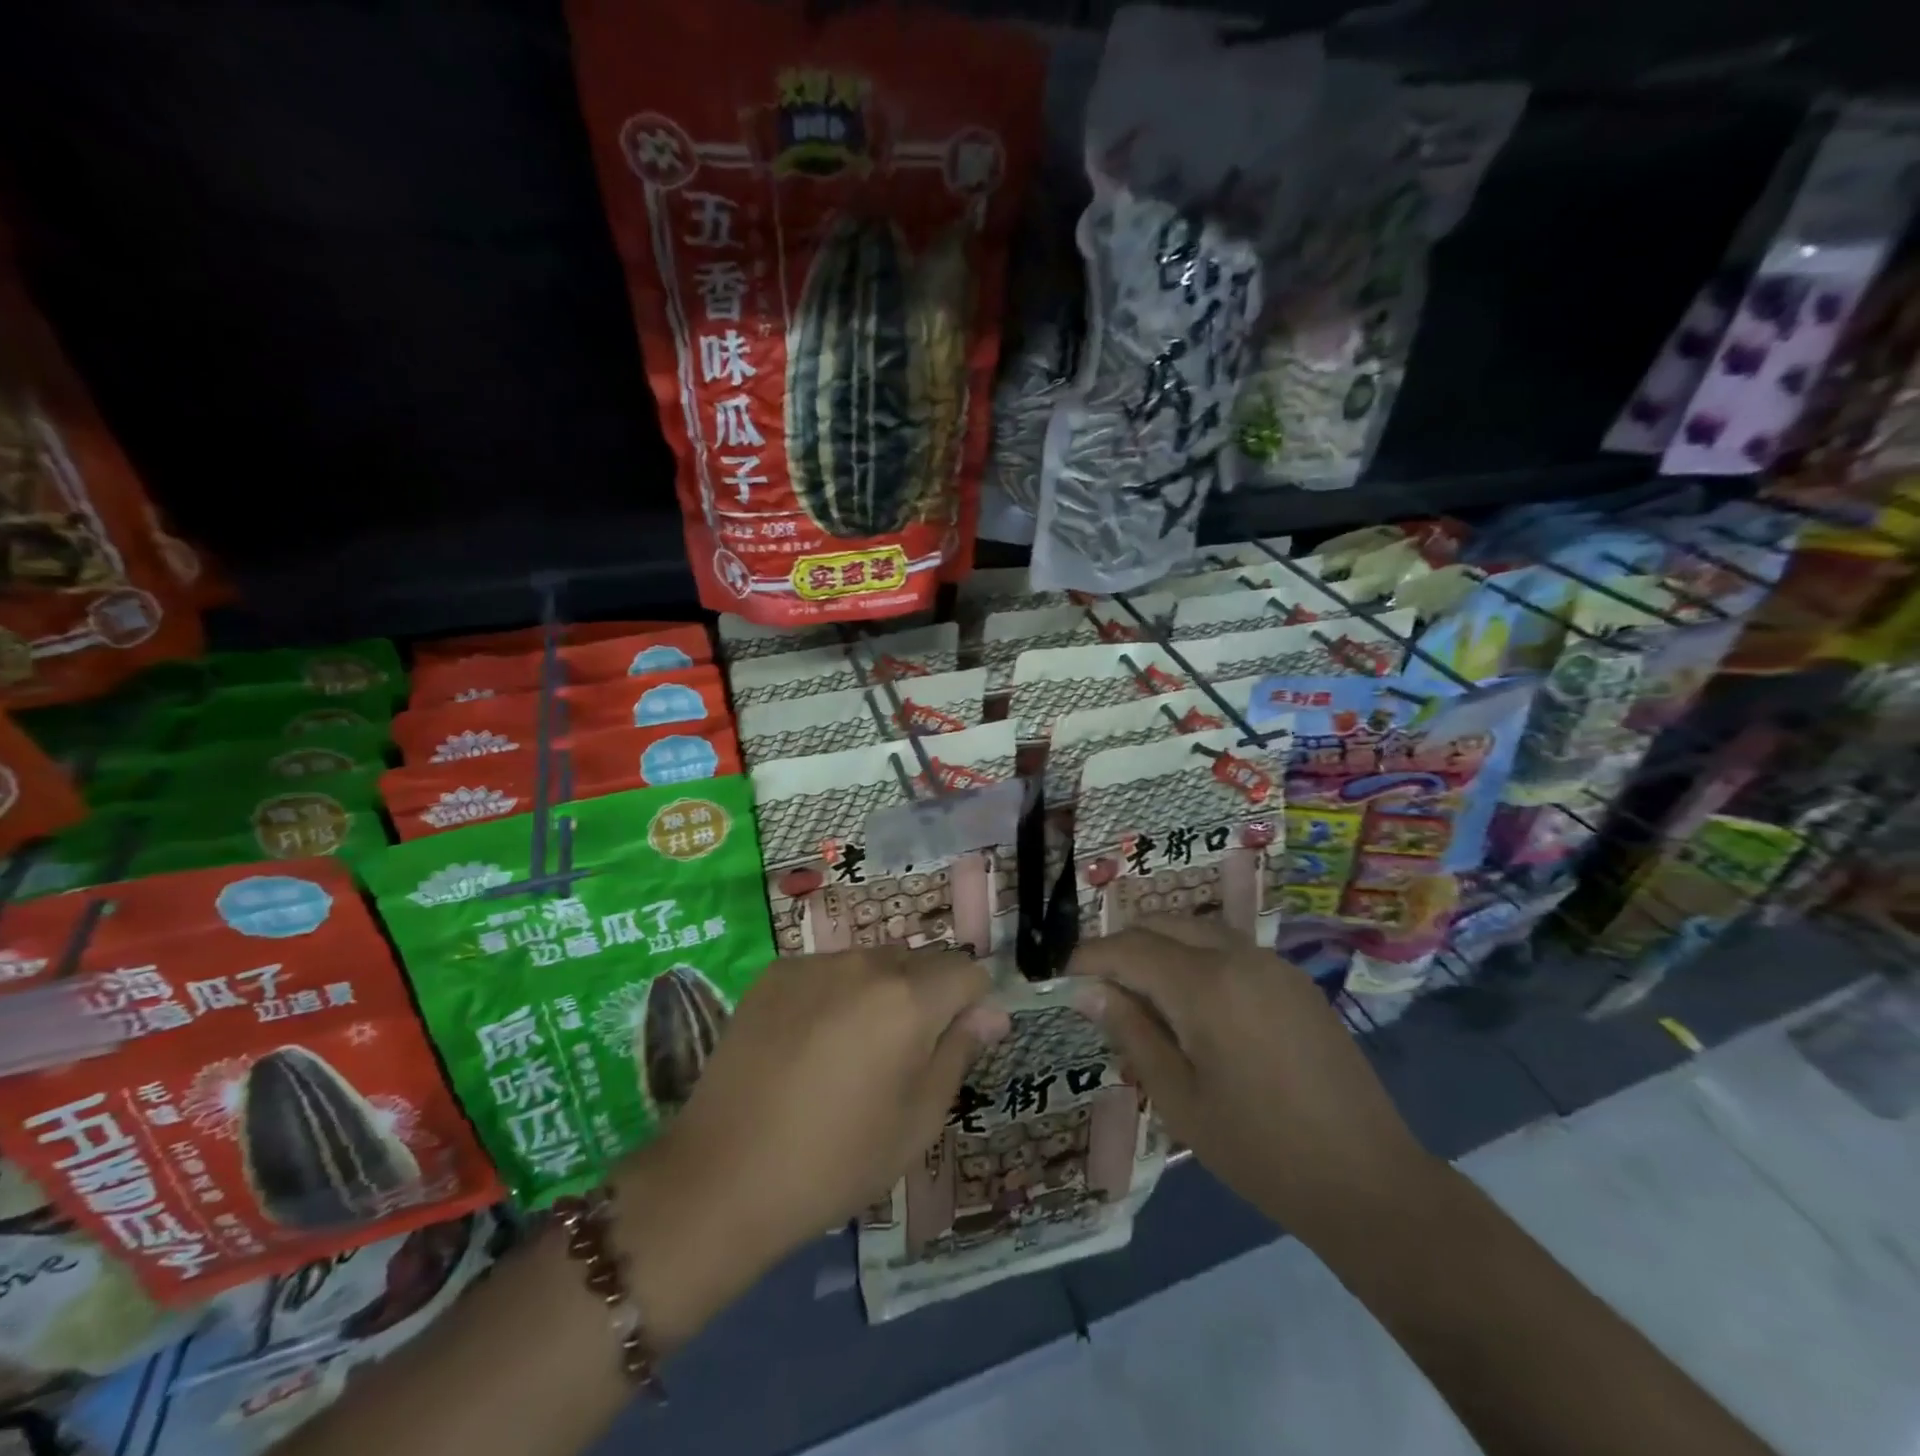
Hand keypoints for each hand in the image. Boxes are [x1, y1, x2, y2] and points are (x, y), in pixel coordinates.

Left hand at [648, 947, 1007, 1264]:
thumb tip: (992, 1012)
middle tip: (900, 1057)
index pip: (967, 972)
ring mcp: (815, 963)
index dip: (970, 1006)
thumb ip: (960, 1052)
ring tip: (850, 1051)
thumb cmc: (836, 1160)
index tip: (951, 1046)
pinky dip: (836, 993)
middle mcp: (865, 963)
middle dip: (927, 996)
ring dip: (881, 992)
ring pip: (873, 962)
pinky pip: (828, 969)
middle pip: (921, 962)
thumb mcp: (917, 1120)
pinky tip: (809, 1043)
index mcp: (909, 999)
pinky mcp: (775, 973)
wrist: (723, 1177)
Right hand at [1068, 916, 1436, 1243]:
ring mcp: (1273, 964)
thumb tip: (1088, 989)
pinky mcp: (1295, 980)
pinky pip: (1230, 949)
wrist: (1368, 1181)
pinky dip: (1196, 959)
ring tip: (1141, 993)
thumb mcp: (1179, 1098)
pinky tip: (1193, 1003)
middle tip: (1098, 985)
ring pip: (1197, 931)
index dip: (1090, 957)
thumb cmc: (1260, 1150)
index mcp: (1206, 985)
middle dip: (1123, 945)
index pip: (1130, 948)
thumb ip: (1131, 1032)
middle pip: (1163, 925)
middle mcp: (1239, 956)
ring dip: (1160, 948)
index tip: (1062, 976)